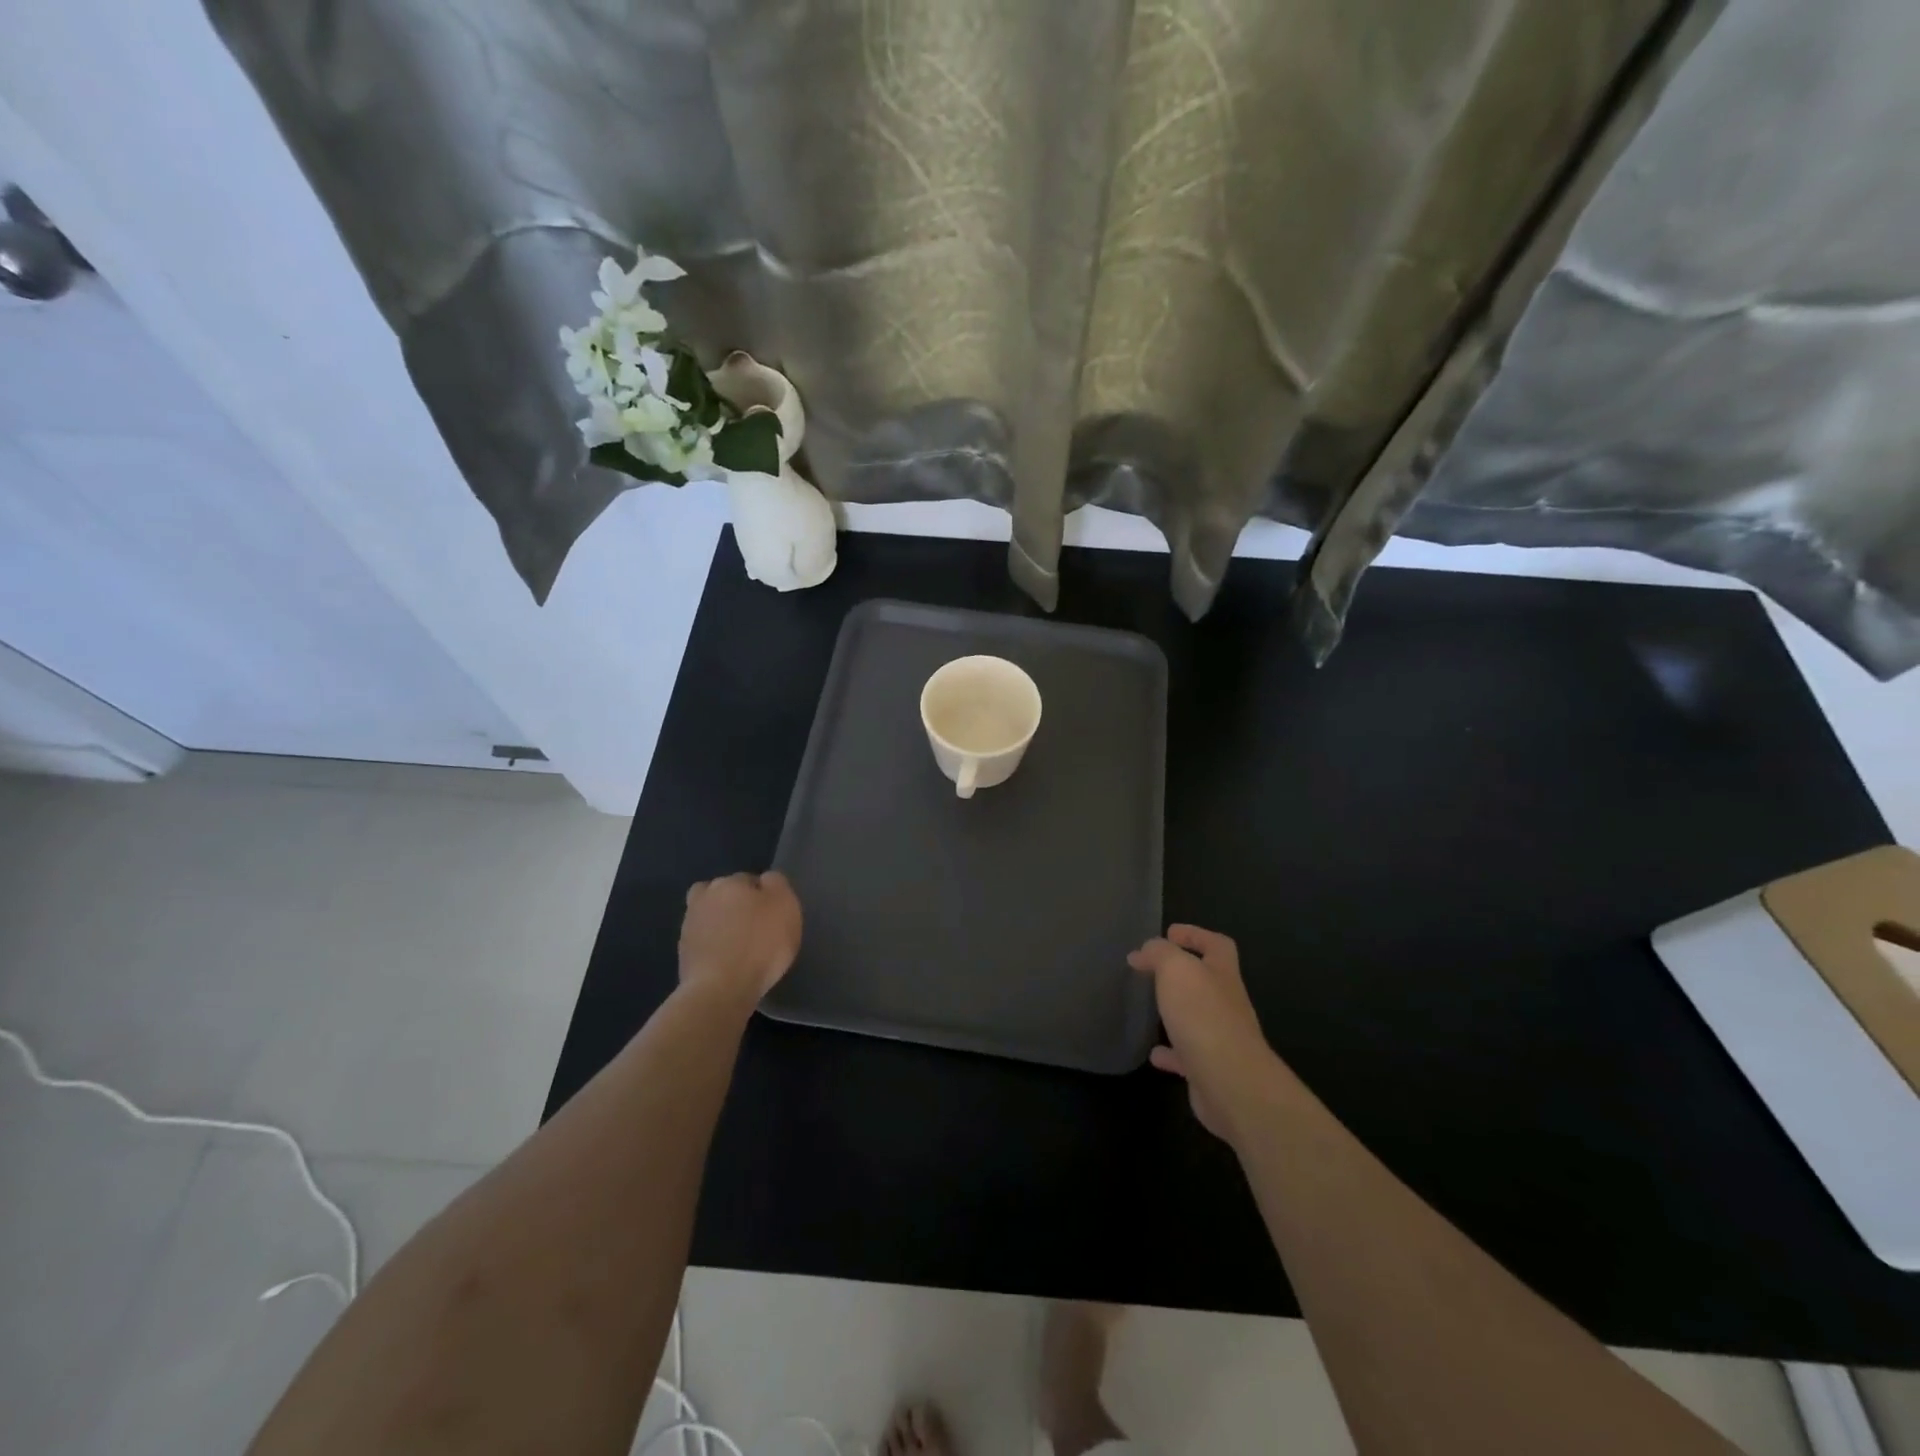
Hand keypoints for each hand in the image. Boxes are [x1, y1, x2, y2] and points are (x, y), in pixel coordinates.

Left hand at [679, 872, 802, 1002]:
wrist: (721, 989)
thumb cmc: (760, 943)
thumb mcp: (785, 905)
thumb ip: (777, 885)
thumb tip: (765, 880)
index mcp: (730, 882)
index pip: (749, 880)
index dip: (763, 896)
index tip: (772, 914)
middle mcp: (705, 897)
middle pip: (724, 894)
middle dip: (736, 905)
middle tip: (754, 927)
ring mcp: (689, 925)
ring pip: (710, 916)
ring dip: (721, 925)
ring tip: (739, 945)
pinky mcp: (683, 953)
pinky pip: (703, 941)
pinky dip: (713, 946)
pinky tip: (727, 961)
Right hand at [1129, 925, 1278, 1142]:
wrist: (1231, 1084)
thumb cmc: (1203, 1016)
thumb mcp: (1176, 969)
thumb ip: (1159, 953)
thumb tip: (1144, 951)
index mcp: (1223, 975)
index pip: (1217, 945)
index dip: (1195, 935)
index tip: (1168, 933)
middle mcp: (1227, 1004)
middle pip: (1209, 981)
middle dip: (1183, 974)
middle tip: (1151, 970)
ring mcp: (1221, 1039)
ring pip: (1197, 1018)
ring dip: (1176, 1012)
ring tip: (1149, 1008)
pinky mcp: (1210, 1070)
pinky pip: (1187, 1056)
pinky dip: (1170, 1053)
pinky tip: (1153, 1053)